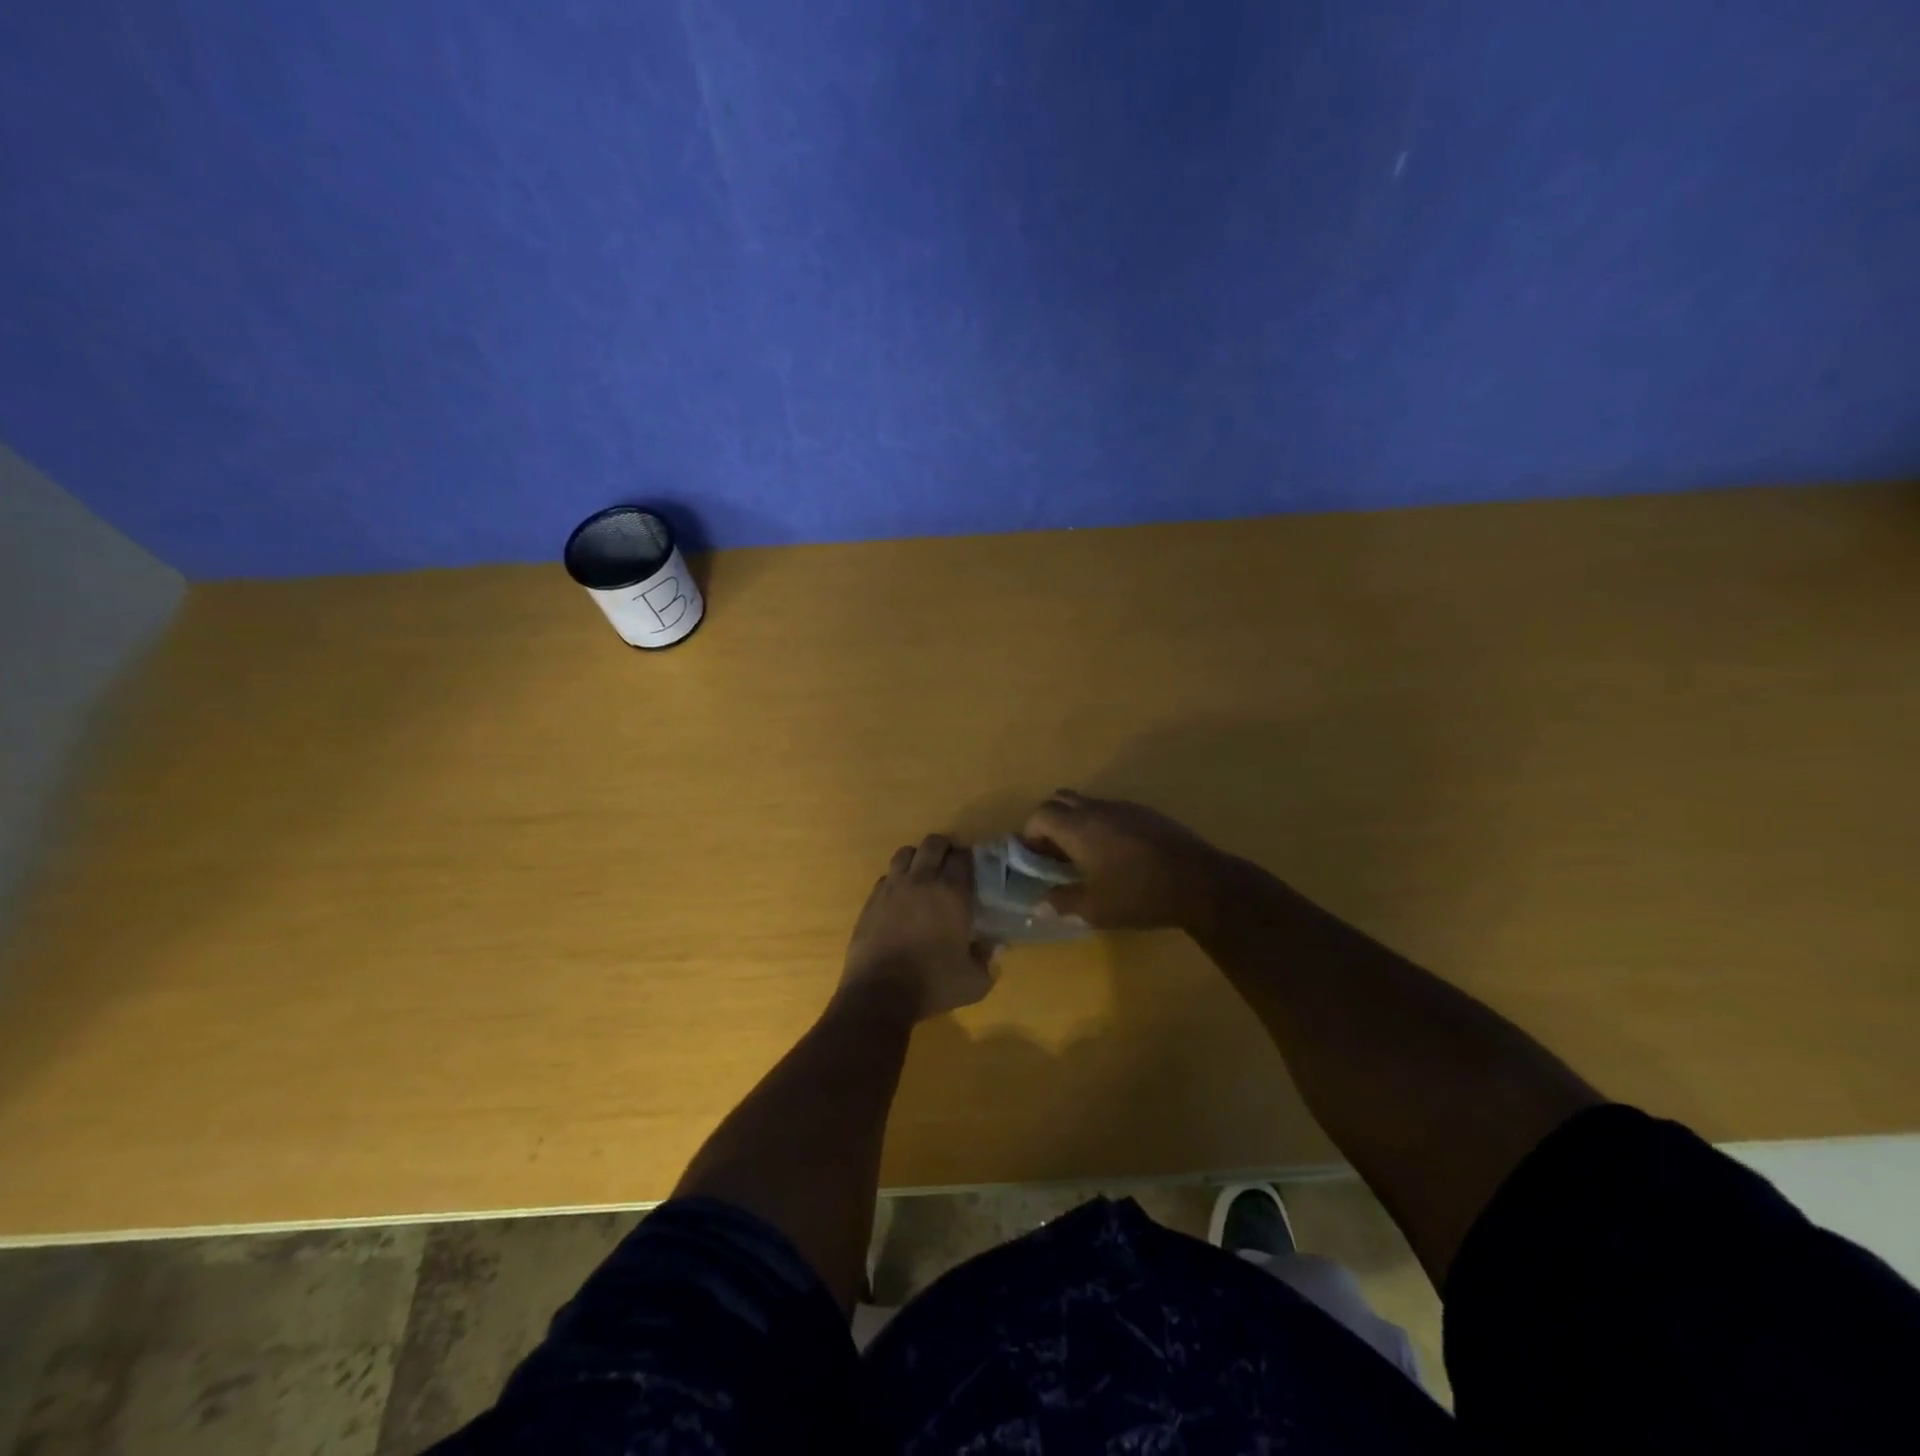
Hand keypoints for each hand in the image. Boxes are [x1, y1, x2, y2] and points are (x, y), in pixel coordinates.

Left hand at [838, 834, 995, 1022]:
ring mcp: (892, 888)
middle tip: (950, 863)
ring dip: (917, 858)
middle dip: (944, 848)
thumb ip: (987, 959)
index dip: (969, 858)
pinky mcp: (871, 900)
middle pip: (933, 844)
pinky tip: (900, 897)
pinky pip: (886, 876)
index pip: (962, 857)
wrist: (879, 994)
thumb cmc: (932, 985)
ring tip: (923, 874)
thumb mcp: (974, 981)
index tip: (972, 868)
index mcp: (951, 893)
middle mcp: (922, 881)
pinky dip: (896, 879)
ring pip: (905, 853)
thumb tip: (993, 946)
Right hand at [1021, 790, 1226, 929]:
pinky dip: (1102, 826)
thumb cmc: (1139, 895)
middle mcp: (1098, 809)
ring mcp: (1126, 808)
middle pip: (1061, 800)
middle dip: (1050, 822)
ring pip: (1088, 804)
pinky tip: (1117, 855)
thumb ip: (1062, 903)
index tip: (1035, 859)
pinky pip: (1113, 811)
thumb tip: (1040, 903)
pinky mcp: (1148, 814)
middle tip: (1054, 853)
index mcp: (1079, 827)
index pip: (1040, 814)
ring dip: (1077, 823)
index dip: (1030, 834)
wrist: (1201, 882)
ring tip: (1084, 857)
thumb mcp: (1095, 909)